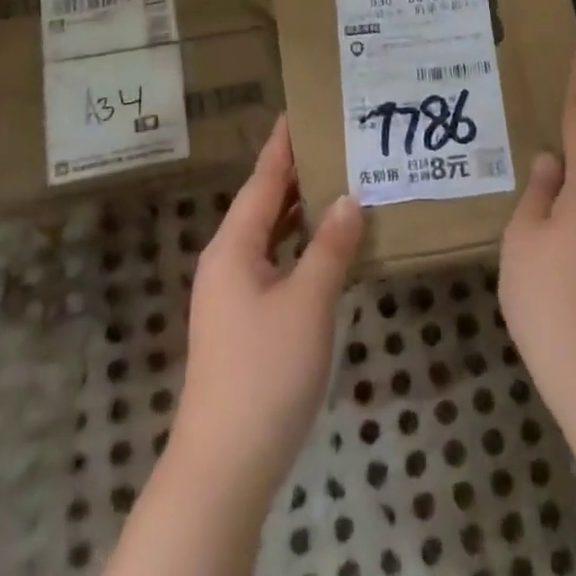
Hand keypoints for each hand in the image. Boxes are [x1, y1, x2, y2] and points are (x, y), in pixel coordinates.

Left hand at [172, 115, 363, 501]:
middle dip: (296, 172)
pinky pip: (274, 263)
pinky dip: (299, 245)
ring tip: (337, 179)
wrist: (225, 464)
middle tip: (335, 140)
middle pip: (264, 204)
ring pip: (270, 236)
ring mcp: (233, 295)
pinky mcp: (244, 322)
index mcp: (233, 247)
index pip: (263, 181)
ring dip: (299, 209)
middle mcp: (228, 262)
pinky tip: (326, 244)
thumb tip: (349, 198)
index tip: (299, 110)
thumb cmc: (266, 371)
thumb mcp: (308, 302)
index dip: (282, 145)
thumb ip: (330, 246)